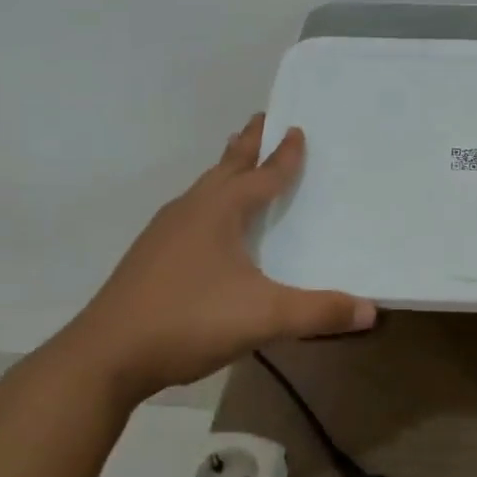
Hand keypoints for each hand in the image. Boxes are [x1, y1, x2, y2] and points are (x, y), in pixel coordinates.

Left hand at [58, 115, 374, 400]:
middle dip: (247, 144)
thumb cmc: (189, 321)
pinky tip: (206, 226)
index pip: (262, 175)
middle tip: (261, 120)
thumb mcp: (264, 317)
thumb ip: (318, 312)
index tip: (296, 129)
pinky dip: (207, 202)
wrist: (104, 356)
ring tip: (237, 165)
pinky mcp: (149, 256)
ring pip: (203, 189)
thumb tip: (372, 310)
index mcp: (220, 211)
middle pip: (226, 167)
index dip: (283, 156)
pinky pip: (188, 213)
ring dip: (225, 171)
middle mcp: (191, 210)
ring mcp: (164, 232)